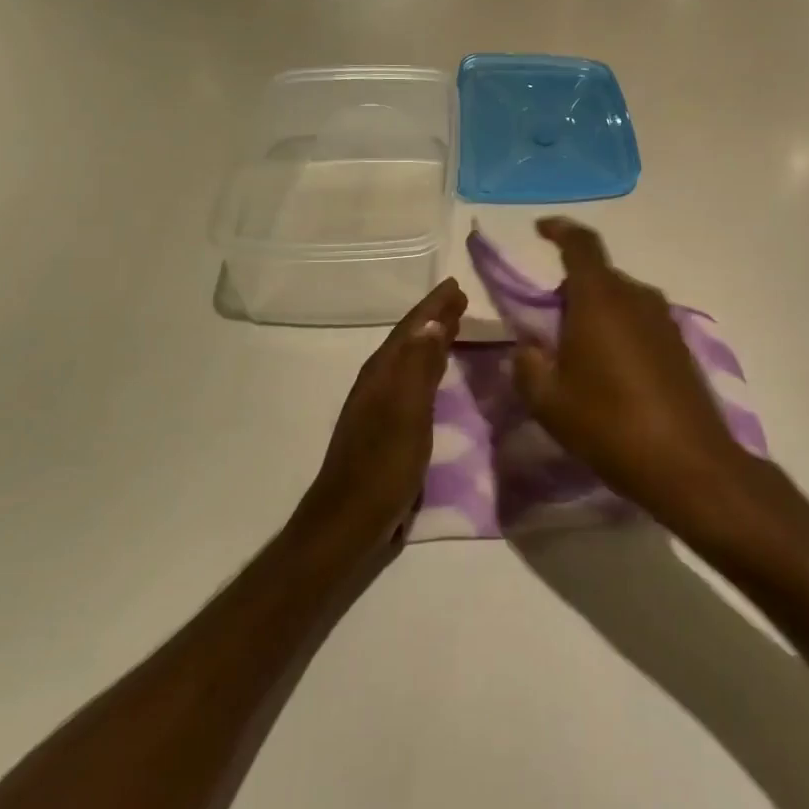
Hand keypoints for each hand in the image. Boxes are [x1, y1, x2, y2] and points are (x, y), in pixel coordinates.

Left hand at [300, 278, 466, 546]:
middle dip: (434, 319)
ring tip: (454, 326)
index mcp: (382, 374)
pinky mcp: (388, 429)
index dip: (433, 307)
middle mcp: (379, 383)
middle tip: (460, 300)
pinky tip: (438, 375)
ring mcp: (380, 407)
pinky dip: (428, 369)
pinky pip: (413, 383)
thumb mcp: (406, 413)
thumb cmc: (382, 466)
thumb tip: (433, 322)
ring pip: (410, 361)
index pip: (411, 329)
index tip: (456, 285)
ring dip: (431, 342)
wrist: (348, 523)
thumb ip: (418, 366)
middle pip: (409, 341)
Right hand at [512, 219, 757, 528]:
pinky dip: (620, 332)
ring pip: (620, 300)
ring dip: (596, 314)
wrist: (688, 464)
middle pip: (598, 277)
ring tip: (580, 358)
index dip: (559, 229)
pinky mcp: (681, 345)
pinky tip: (613, 375)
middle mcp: (636, 297)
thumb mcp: (548, 401)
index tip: (540, 229)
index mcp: (600, 299)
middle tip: (549, 330)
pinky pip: (640, 322)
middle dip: (570, 292)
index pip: (580, 244)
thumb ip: (528, 364)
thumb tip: (530, 347)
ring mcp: (664, 320)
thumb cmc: (609, 425)